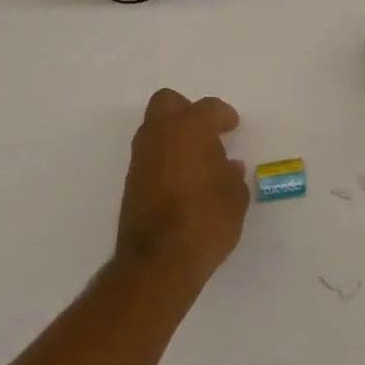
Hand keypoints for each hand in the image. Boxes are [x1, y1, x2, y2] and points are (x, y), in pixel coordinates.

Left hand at [114, 89, 249, 288]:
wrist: (158, 262)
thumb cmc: (206, 220)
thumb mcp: (235, 197)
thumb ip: (232, 176)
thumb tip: (228, 167)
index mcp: (190, 128)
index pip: (209, 108)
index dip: (224, 116)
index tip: (232, 126)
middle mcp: (161, 134)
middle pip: (168, 102)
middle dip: (186, 110)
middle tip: (206, 131)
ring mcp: (141, 157)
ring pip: (154, 129)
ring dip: (173, 136)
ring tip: (196, 159)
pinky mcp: (130, 182)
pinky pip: (150, 156)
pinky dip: (164, 159)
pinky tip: (182, 180)